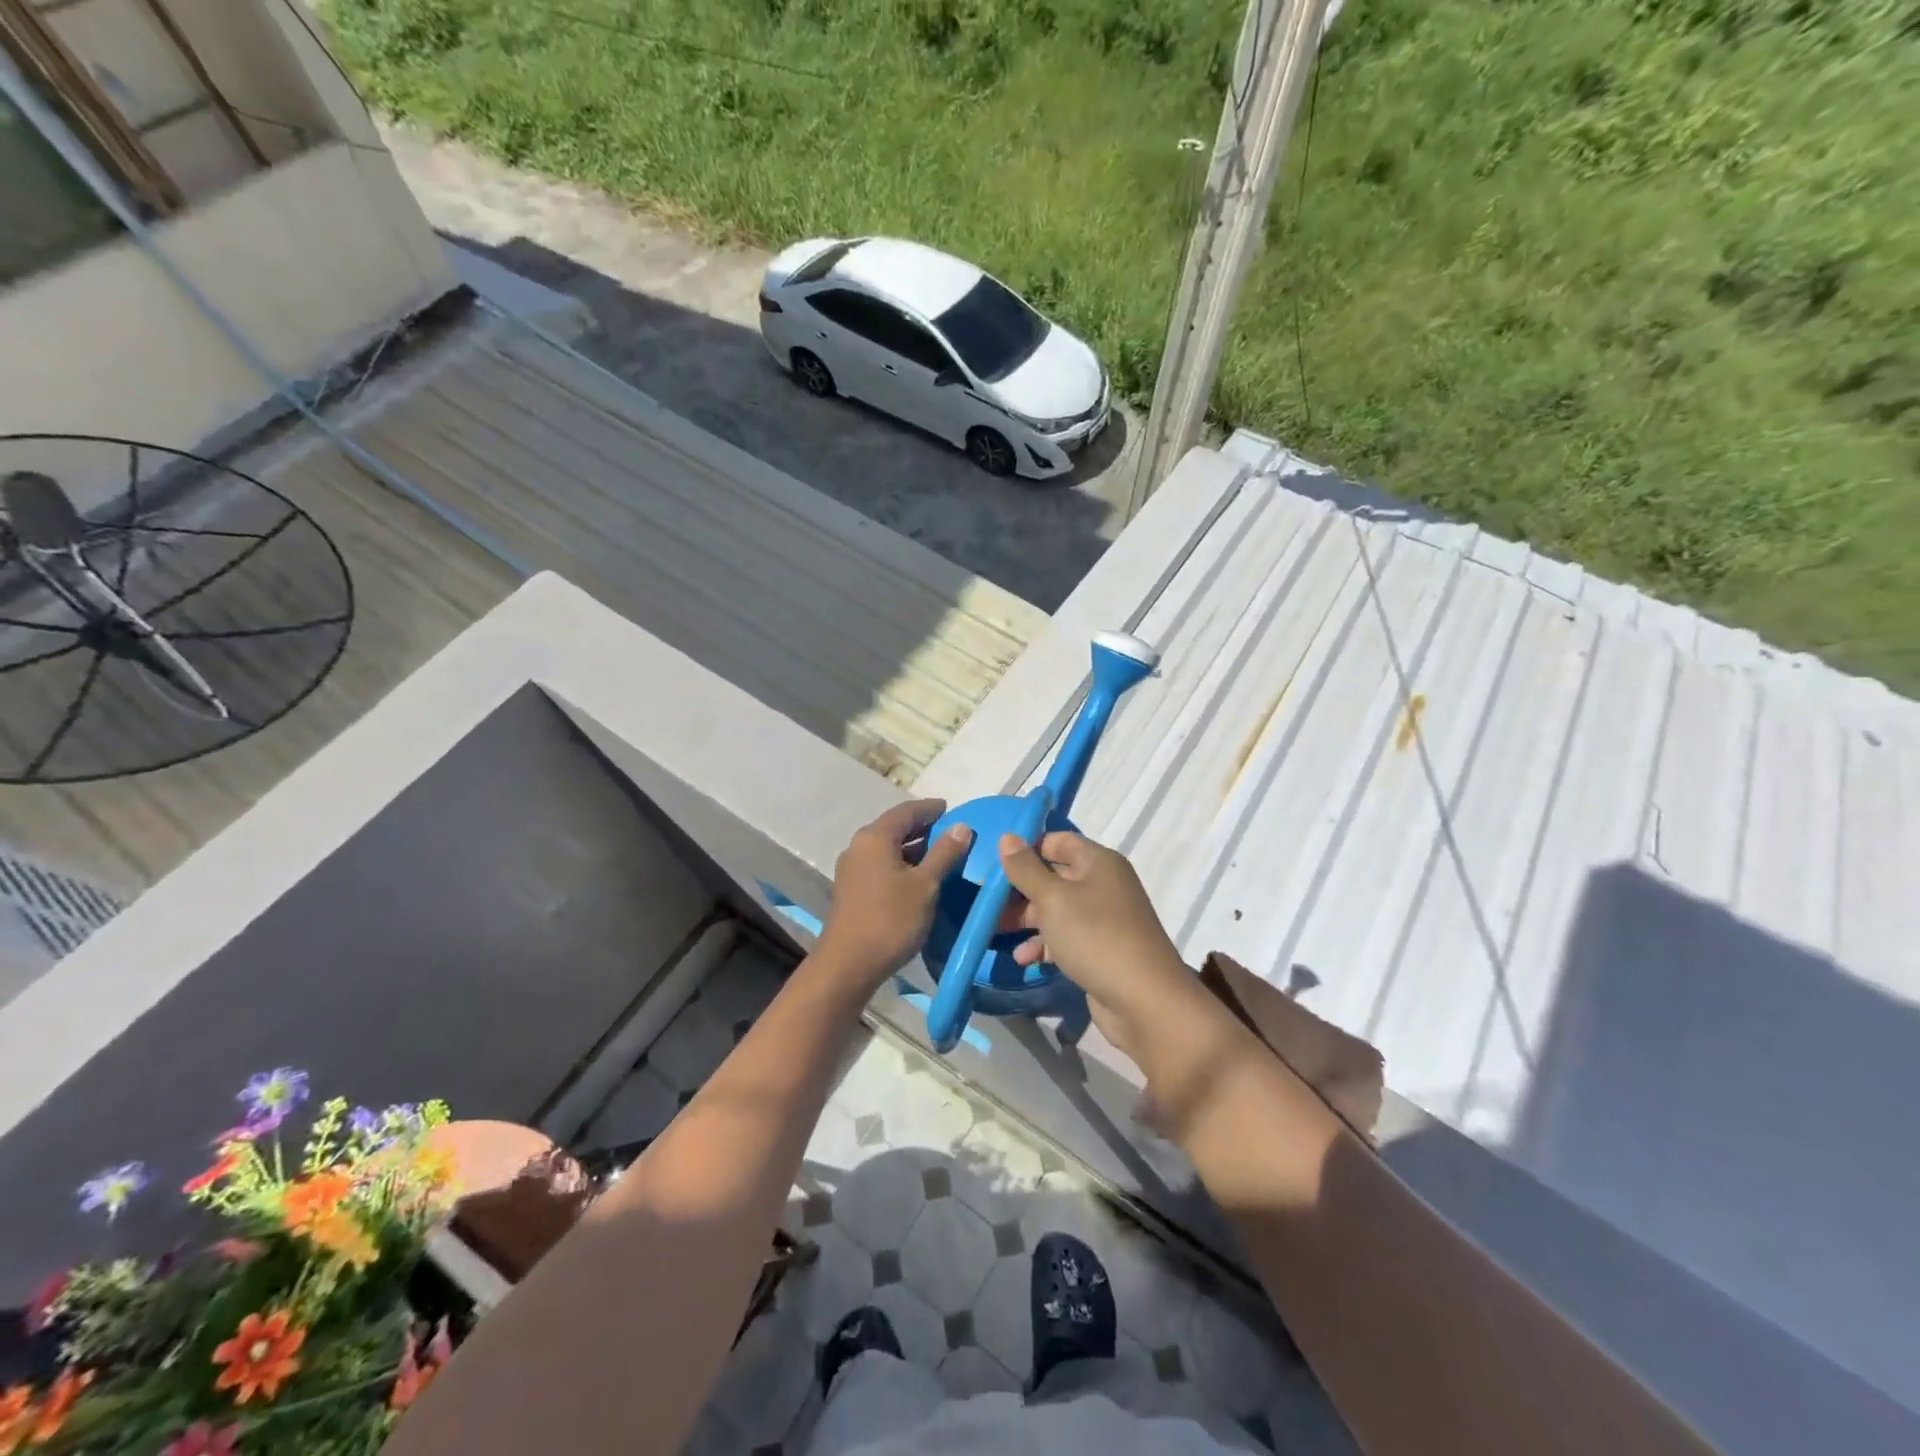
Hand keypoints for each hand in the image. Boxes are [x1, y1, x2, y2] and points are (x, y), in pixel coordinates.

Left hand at [818, 800, 972, 990]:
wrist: (848, 965)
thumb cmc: (891, 919)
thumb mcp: (925, 885)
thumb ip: (944, 853)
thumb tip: (961, 826)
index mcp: (875, 837)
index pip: (906, 811)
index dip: (929, 808)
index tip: (949, 808)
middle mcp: (859, 846)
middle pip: (894, 827)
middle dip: (922, 827)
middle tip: (949, 831)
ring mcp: (852, 868)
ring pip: (887, 847)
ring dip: (912, 847)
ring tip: (939, 853)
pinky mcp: (852, 889)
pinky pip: (880, 864)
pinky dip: (901, 863)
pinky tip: (918, 877)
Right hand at [997, 831, 1193, 1058]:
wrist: (1144, 1001)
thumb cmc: (1096, 937)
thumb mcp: (1053, 899)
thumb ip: (1026, 869)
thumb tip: (1007, 837)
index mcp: (1099, 862)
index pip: (1058, 841)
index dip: (1027, 848)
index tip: (994, 863)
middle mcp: (1103, 885)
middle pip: (1054, 877)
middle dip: (1020, 889)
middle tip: (987, 901)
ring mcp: (1104, 920)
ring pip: (1057, 910)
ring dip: (1027, 920)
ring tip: (995, 931)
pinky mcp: (1101, 950)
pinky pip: (1066, 938)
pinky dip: (1044, 945)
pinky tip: (1023, 959)